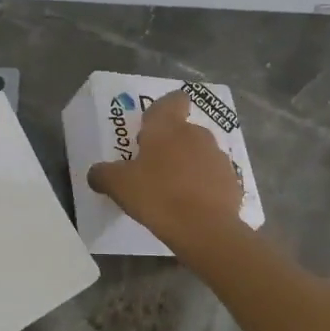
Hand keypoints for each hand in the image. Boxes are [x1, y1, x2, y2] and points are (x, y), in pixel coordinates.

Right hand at [87, 90, 242, 248]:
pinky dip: (203, 187)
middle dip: (170, 145)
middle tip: (152, 168)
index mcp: (168, 127)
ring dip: (187, 165)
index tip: (152, 127)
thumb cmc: (158, 196)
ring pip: (199, 154)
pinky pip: (213, 178)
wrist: (205, 229)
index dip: (165, 108)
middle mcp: (197, 135)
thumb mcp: (118, 185)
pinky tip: (191, 207)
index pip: (173, 100)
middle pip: (183, 131)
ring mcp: (218, 158)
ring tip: (172, 191)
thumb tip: (96, 173)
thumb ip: (103, 174)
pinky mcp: (233, 182)